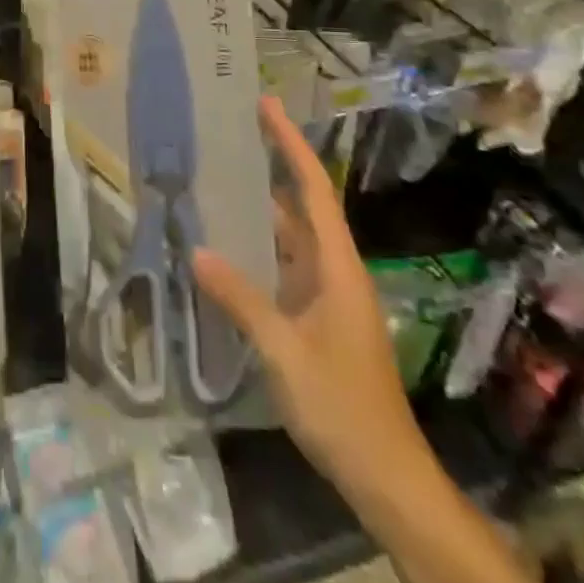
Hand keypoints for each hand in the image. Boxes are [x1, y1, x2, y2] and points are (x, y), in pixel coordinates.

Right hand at [194, 97, 426, 496]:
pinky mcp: (317, 320)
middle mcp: (335, 271)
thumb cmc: (342, 406)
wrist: (387, 477)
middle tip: (226, 138)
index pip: (314, 189)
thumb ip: (241, 299)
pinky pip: (284, 268)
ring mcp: (327, 296)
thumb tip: (197, 251)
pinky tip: (225, 250)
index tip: (267, 105)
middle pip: (301, 206)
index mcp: (338, 266)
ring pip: (290, 239)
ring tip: (215, 183)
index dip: (291, 144)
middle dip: (269, 168)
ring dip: (259, 211)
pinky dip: (257, 251)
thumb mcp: (285, 352)